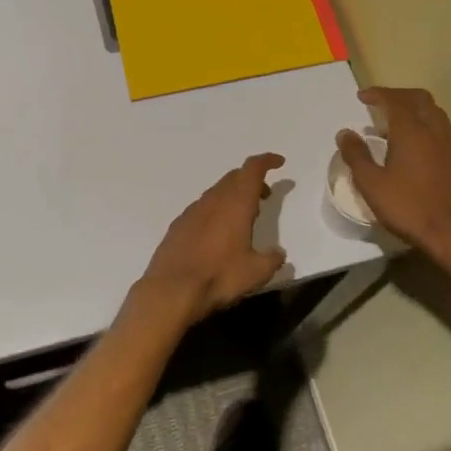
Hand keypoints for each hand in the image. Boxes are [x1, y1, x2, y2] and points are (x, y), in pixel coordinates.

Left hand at [140, 154, 287, 322]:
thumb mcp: (256, 272)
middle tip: (264, 196)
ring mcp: (192, 211)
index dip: (267, 161)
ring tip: (243, 217)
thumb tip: (278, 253)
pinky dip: (215, 210)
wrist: (171, 289)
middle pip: (234, 177)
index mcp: (236, 203)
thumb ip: (272, 259)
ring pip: (217, 192)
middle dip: (251, 181)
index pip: (252, 169)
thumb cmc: (219, 276)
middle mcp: (213, 200)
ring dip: (233, 196)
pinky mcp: (178, 225)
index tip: (279, 162)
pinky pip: (202, 208)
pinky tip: (217, 233)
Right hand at [337, 88, 450, 260]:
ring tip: (397, 128)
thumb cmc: (409, 208)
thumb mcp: (372, 184)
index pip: (395, 100)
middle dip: (400, 96)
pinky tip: (419, 152)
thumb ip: (357, 156)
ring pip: (436, 115)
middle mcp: (436, 132)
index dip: (378, 94)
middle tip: (381, 104)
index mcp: (412, 132)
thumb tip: (345, 133)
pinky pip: (445, 135)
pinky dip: (428, 131)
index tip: (362, 96)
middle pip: (421, 100)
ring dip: (416, 112)